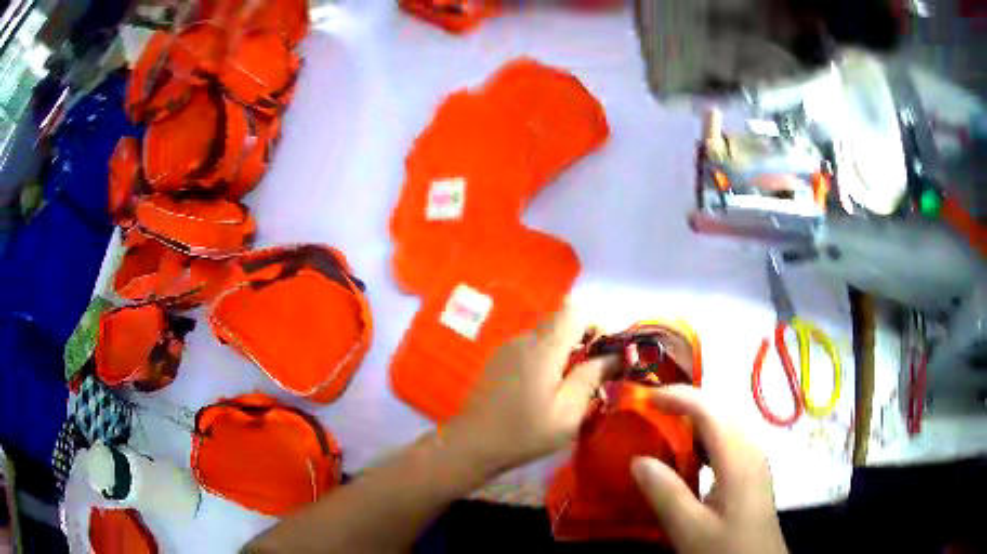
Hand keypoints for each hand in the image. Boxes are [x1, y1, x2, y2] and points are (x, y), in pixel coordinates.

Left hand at [446, 304, 615, 472]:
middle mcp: (523, 339)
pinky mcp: (498, 361)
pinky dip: (546, 361)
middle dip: (583, 342)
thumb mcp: (568, 412)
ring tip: (568, 389)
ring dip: (565, 354)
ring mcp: (507, 349)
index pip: (575, 310)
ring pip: (546, 337)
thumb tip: (615, 355)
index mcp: (542, 347)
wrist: (472, 445)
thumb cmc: (524, 432)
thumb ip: (591, 377)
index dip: (595, 325)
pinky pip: (531, 349)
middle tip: (591, 376)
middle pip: (561, 322)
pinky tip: (543, 392)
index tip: (603, 355)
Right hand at [631, 385, 787, 553]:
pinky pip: (731, 439)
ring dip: (698, 417)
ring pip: (728, 422)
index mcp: (738, 458)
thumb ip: (665, 493)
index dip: (679, 397)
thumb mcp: (689, 529)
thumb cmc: (725, 547)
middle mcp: (751, 449)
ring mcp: (756, 459)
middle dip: (689, 401)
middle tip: (653, 410)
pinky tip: (692, 457)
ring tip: (668, 428)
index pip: (710, 410)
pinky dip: (707, 436)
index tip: (646, 398)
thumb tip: (638, 459)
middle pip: (722, 409)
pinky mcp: (753, 471)